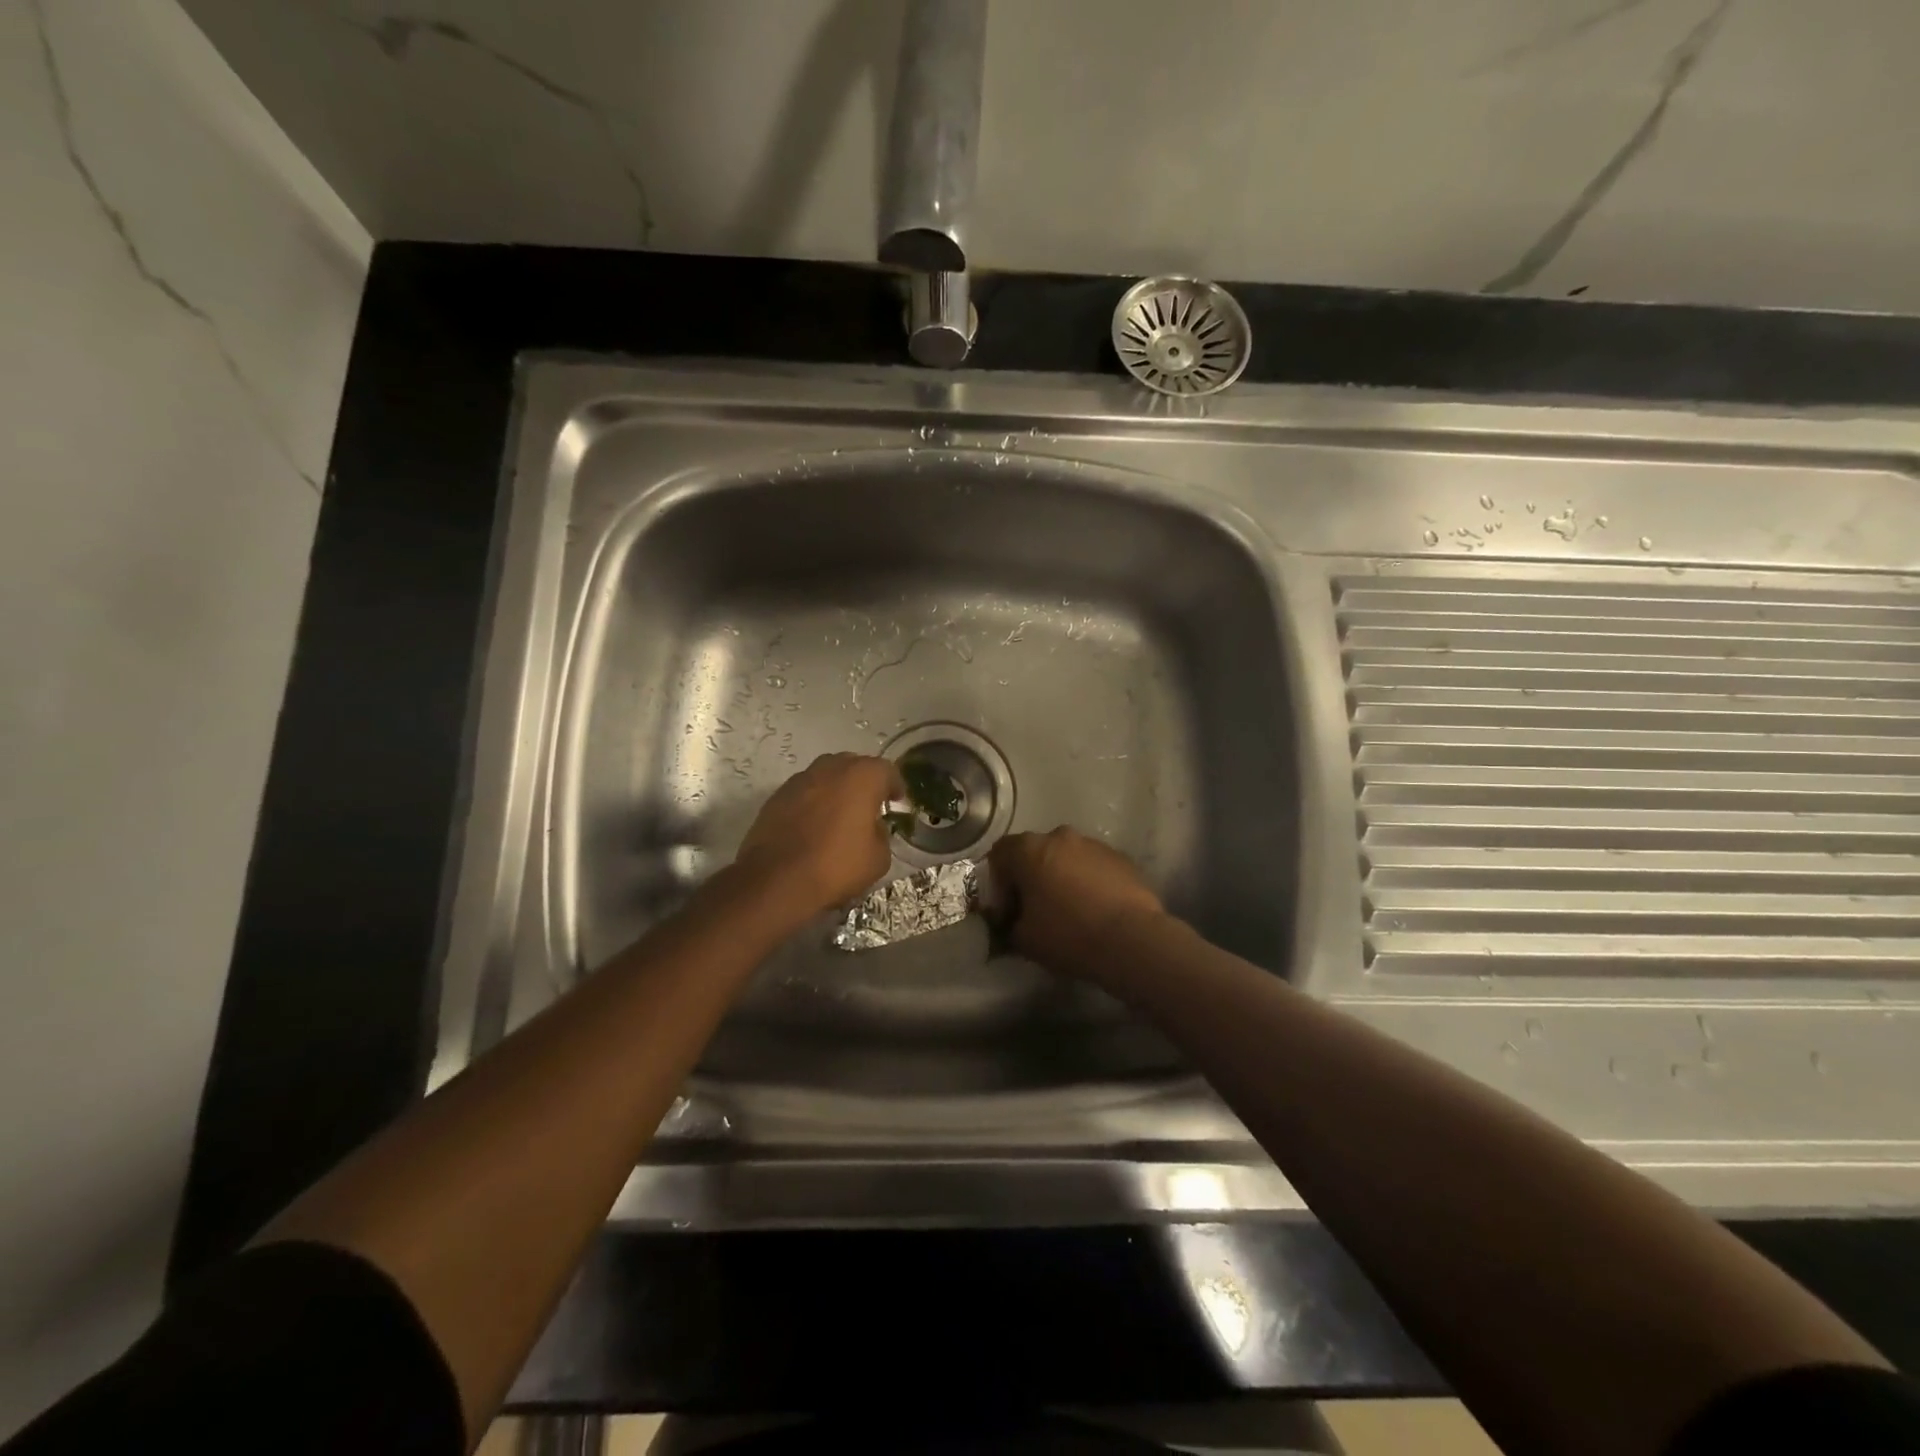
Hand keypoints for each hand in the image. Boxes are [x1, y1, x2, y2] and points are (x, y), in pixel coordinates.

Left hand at [735, 753, 904, 919]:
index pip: (887, 770)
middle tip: (870, 805)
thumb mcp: (879, 858)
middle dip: (865, 782)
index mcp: (862, 777)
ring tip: (840, 814)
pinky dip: (814, 802)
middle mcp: (830, 768)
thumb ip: (881, 834)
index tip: (897, 801)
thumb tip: (871, 827)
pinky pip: (805, 792)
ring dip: (837, 789)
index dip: (895, 786)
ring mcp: (800, 779)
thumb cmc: (836, 866)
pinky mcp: (777, 796)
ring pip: (826, 775)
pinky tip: (814, 825)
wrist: (776, 881)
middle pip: (854, 765)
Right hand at [985, 827, 1164, 978]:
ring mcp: (1094, 844)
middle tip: (1034, 910)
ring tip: (1068, 911)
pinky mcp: (1121, 858)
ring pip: (1066, 857)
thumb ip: (1007, 926)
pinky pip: (1093, 867)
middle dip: (1030, 877)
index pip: (999, 854)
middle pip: (1035, 852)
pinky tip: (1094, 910)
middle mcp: (1060, 836)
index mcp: (1029, 849)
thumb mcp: (1023, 939)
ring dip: (1060, 877)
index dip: (997, 883)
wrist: (1131, 939)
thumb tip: (1009, 924)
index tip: (1006, 912)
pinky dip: (1087, 882)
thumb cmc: (1068, 934)